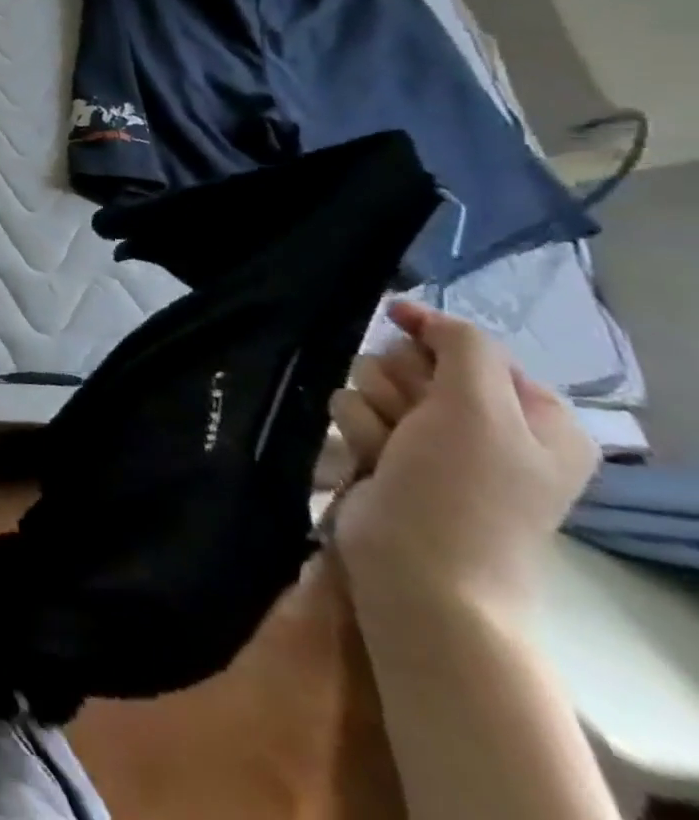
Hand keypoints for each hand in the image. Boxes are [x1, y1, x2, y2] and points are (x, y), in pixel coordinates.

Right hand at [328, 302, 596, 613]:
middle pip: (410, 360)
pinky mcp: (386, 455)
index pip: (468, 345)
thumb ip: (461, 346)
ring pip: (370, 383)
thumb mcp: (481, 409)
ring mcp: (431, 442)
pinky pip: (351, 413)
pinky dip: (357, 434)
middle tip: (411, 421)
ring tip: (388, 451)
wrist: (420, 571)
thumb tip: (417, 314)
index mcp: (533, 416)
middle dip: (397, 384)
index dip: (432, 340)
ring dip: (372, 412)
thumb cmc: (462, 491)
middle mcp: (484, 425)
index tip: (402, 337)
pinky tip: (370, 463)